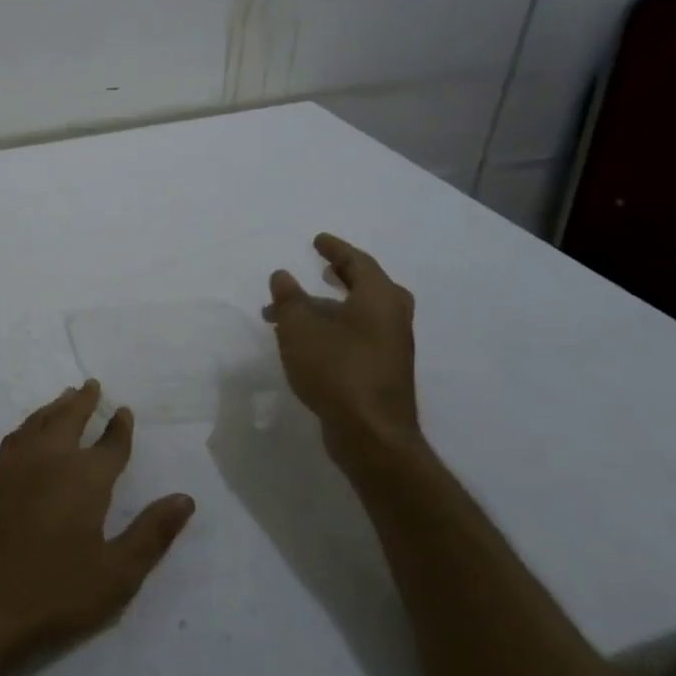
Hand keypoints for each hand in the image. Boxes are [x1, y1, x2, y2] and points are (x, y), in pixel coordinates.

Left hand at [0, 381, 194, 675]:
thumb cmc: (52, 593)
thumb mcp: (116, 574)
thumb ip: (152, 534)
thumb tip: (185, 498)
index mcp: (86, 477)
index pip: (110, 444)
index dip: (120, 428)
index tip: (125, 411)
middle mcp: (51, 458)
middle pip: (69, 418)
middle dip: (84, 401)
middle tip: (92, 384)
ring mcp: (15, 464)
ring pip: (39, 421)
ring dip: (56, 406)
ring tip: (65, 397)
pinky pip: (17, 435)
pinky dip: (30, 422)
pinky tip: (28, 430)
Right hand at [263, 233, 426, 467]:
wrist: (371, 435)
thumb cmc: (337, 370)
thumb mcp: (300, 328)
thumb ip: (289, 298)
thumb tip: (282, 276)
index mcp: (379, 298)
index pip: (358, 262)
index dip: (335, 249)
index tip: (317, 240)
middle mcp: (392, 318)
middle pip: (367, 287)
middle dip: (341, 277)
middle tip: (321, 269)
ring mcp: (391, 348)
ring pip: (358, 315)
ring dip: (327, 309)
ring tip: (291, 313)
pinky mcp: (382, 372)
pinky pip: (357, 337)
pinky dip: (334, 329)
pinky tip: (308, 342)